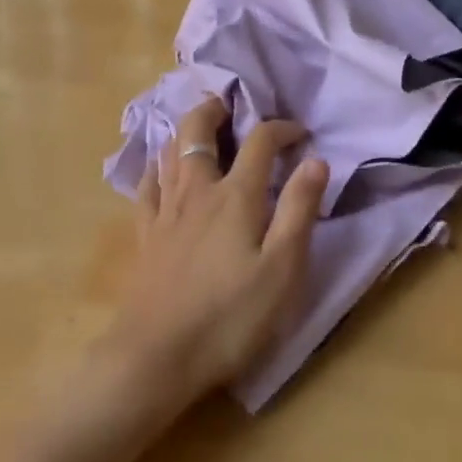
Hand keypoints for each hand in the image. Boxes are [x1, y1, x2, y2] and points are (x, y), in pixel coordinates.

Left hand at [102, 98, 328, 408]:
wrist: (156, 358)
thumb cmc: (229, 317)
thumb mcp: (281, 269)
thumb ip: (299, 210)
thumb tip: (316, 160)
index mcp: (235, 195)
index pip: (260, 141)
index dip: (281, 128)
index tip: (300, 133)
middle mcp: (197, 191)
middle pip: (198, 130)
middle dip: (216, 109)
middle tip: (231, 103)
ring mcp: (165, 211)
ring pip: (170, 151)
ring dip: (186, 129)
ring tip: (200, 124)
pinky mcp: (145, 235)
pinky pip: (146, 185)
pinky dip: (156, 166)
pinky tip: (160, 169)